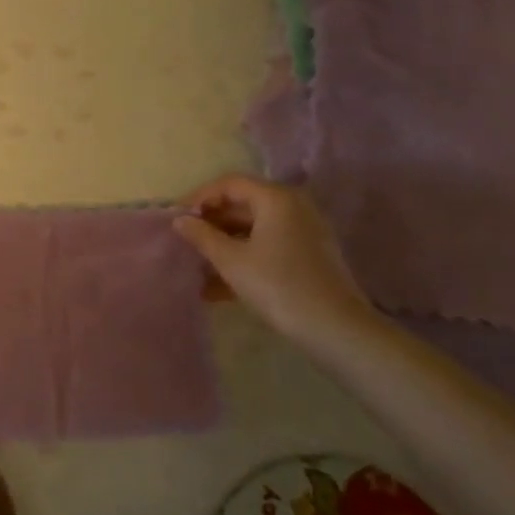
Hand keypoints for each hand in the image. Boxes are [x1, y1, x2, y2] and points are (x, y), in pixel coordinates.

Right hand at [173, 174, 368, 333]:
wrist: (336, 329)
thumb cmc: (278, 286)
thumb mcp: (232, 261)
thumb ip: (202, 236)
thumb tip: (180, 220)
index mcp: (276, 198)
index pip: (229, 184)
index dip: (199, 198)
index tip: (177, 219)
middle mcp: (293, 207)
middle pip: (243, 205)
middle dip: (211, 224)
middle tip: (186, 243)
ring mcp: (304, 232)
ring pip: (254, 229)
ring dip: (225, 245)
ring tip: (198, 267)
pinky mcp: (309, 256)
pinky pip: (269, 247)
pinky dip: (245, 258)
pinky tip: (219, 288)